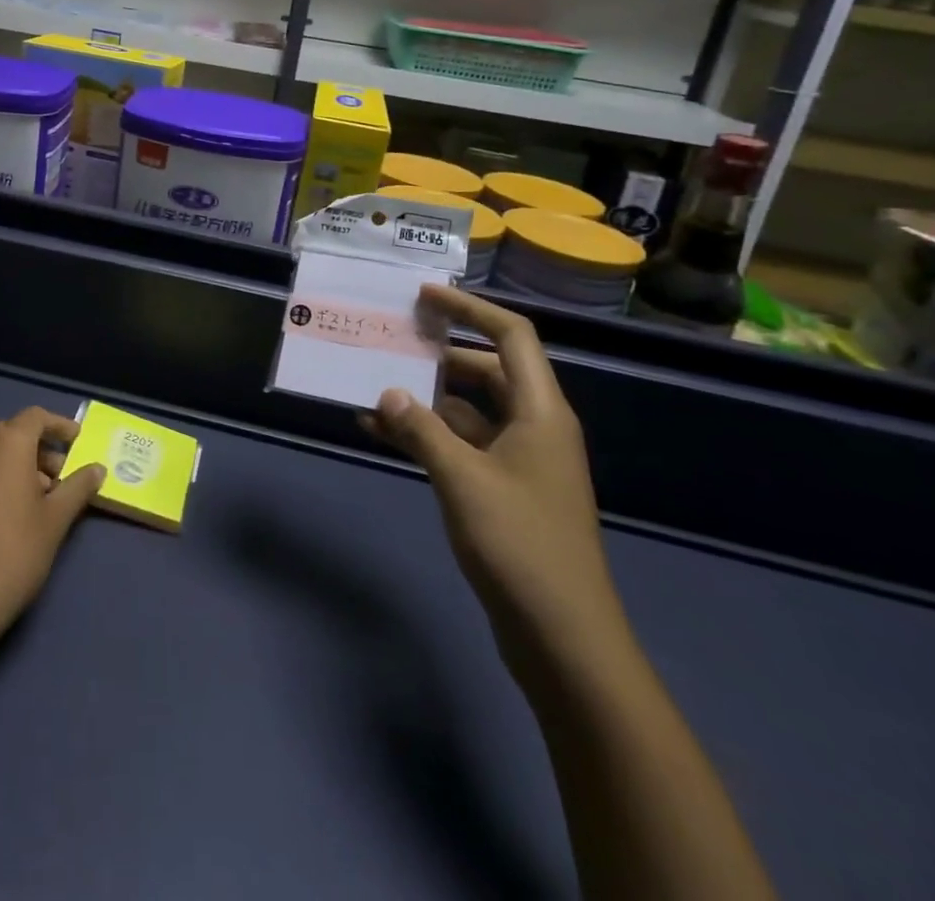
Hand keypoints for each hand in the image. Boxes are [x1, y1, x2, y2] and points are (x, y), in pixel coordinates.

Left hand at [0, 408, 105, 644]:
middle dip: (39, 449)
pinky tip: (9, 512)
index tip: (77, 440)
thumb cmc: (14, 551)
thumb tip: (97, 469)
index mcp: (6, 442)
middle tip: (61, 476)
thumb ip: (78, 487)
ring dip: (17, 465)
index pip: (36, 417)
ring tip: (39, 499)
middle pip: (12, 433)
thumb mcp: (56, 519)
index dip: (59, 426)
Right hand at [360, 287, 630, 680]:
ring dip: (424, 398)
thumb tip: (387, 392)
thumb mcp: (463, 479)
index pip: (512, 337)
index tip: (424, 296)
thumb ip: (422, 429)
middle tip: (391, 337)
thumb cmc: (520, 545)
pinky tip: (380, 432)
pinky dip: (425, 435)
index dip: (470, 309)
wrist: (562, 638)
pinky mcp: (502, 490)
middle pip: (486, 370)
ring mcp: (519, 460)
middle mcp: (534, 427)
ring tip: (372, 384)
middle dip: (439, 352)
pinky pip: (459, 445)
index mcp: (541, 412)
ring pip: (467, 410)